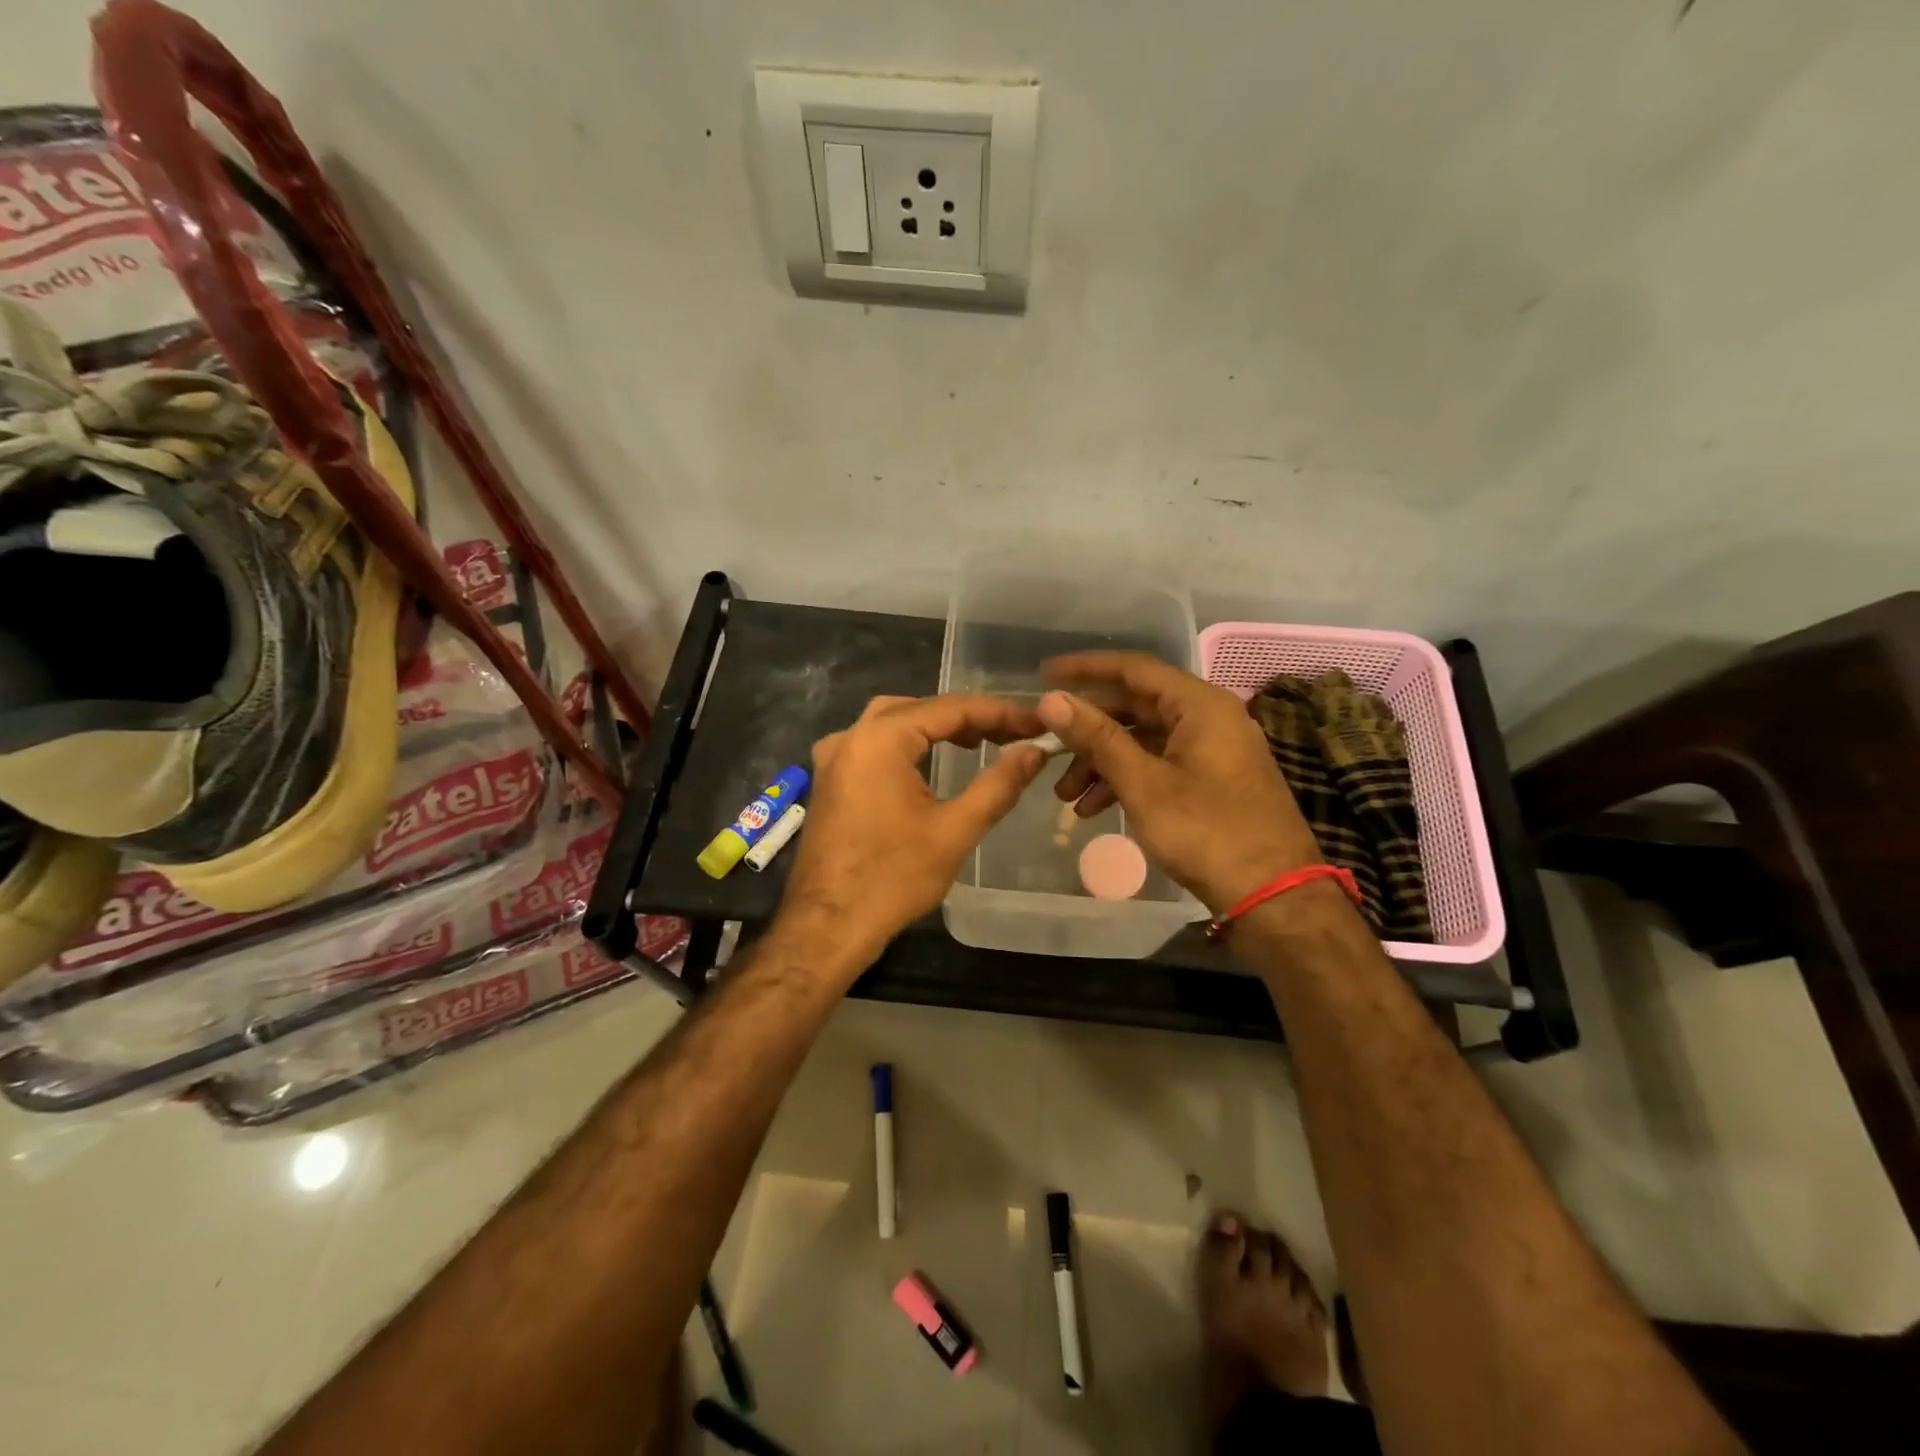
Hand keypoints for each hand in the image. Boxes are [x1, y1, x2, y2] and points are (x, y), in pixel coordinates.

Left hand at [776, 694, 1048, 972]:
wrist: (827, 927)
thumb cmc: (893, 879)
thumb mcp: (955, 831)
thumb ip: (998, 784)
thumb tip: (1034, 751)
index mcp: (879, 740)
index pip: (949, 708)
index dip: (998, 713)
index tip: (1036, 722)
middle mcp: (850, 737)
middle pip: (918, 708)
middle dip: (967, 717)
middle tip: (1010, 733)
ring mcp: (833, 758)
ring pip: (892, 722)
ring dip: (936, 727)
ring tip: (979, 743)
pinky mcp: (830, 780)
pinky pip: (873, 744)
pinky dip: (907, 744)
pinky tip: (930, 762)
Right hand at [1038, 653, 1323, 913]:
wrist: (1273, 896)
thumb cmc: (1206, 832)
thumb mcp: (1142, 783)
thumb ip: (1097, 737)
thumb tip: (1051, 699)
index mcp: (1199, 705)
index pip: (1133, 669)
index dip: (1085, 670)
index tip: (1044, 676)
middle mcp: (1209, 717)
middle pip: (1136, 707)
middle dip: (1088, 732)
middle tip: (1048, 751)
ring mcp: (1214, 750)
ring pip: (1144, 741)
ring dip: (1102, 763)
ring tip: (1067, 797)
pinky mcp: (1213, 780)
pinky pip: (1160, 764)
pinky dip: (1127, 780)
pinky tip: (1095, 809)